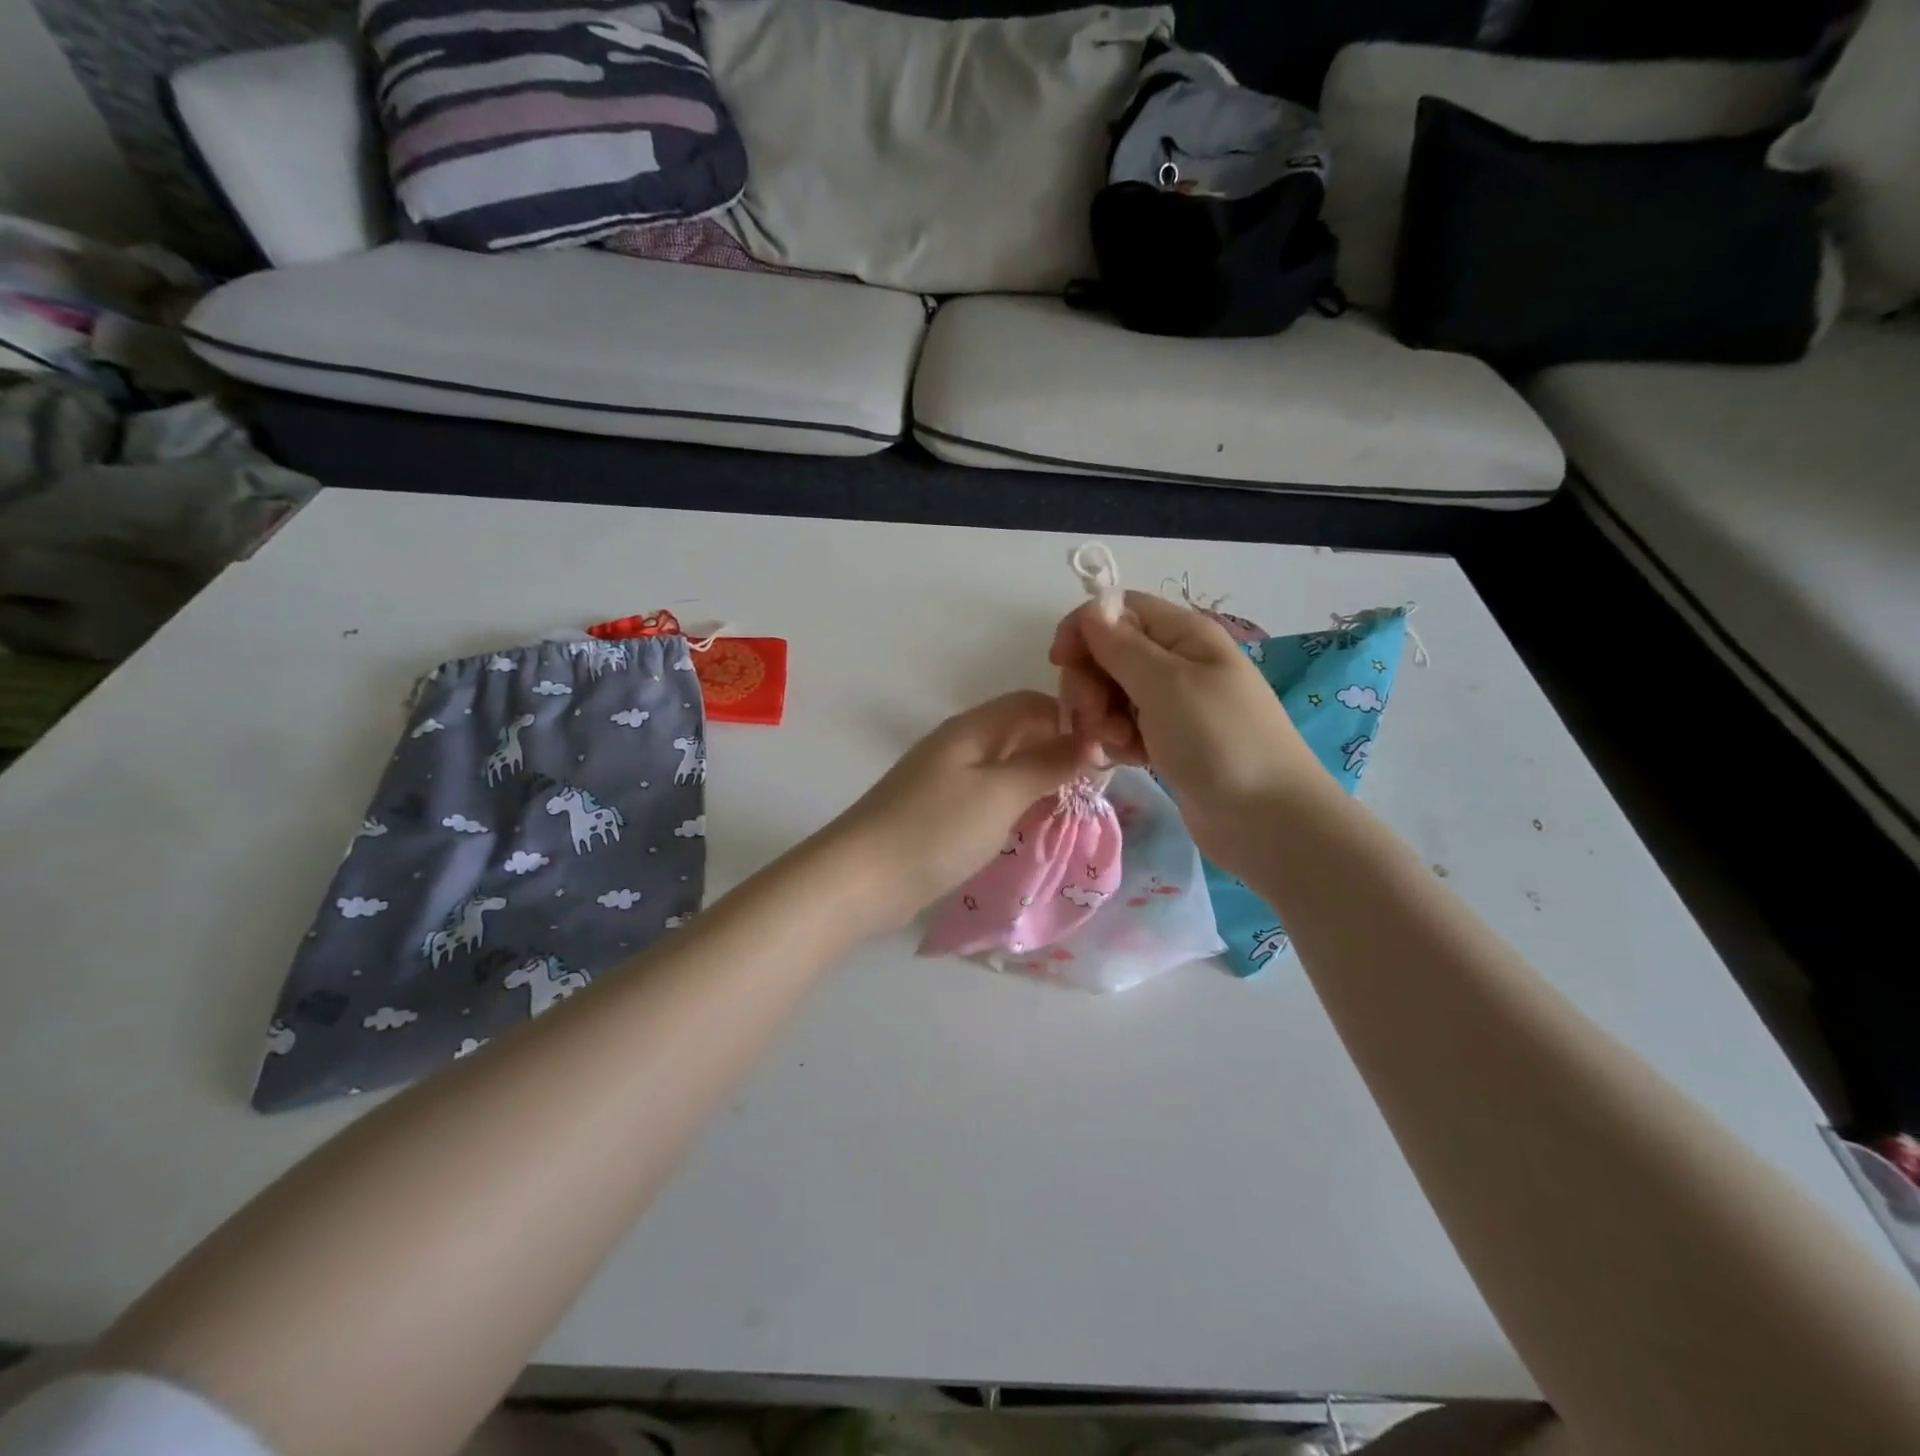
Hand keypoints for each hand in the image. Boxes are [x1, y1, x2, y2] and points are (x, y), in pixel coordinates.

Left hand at [829, 692, 1096, 929]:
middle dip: (1059, 750)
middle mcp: (959, 744)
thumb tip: (1096, 739)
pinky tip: (1032, 825)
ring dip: (1039, 779)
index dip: (1072, 718)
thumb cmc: (936, 829)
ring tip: (1074, 806)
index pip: (1032, 703)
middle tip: (1098, 784)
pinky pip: (988, 796)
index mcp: (973, 728)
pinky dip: (1015, 804)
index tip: (1109, 750)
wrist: (861, 880)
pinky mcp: (939, 812)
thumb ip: (1048, 764)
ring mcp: (945, 779)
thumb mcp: (1001, 794)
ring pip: (1005, 766)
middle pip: (1019, 733)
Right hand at [1049, 592, 1328, 867]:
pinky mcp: (1167, 741)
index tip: (1060, 662)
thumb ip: (1121, 645)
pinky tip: (1127, 761)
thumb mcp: (1166, 684)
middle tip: (1093, 717)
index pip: (1118, 610)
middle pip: (1108, 654)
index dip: (1084, 629)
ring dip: (1101, 718)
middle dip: (1089, 683)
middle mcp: (1176, 662)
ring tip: (1116, 746)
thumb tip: (1091, 609)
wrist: (1267, 820)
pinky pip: (1125, 728)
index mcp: (1183, 634)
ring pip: (1111, 695)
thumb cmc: (1220, 741)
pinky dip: (1118, 742)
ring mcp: (1172, 704)